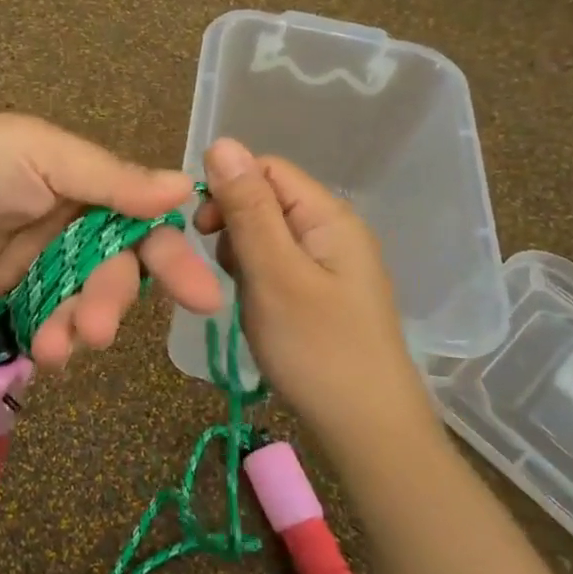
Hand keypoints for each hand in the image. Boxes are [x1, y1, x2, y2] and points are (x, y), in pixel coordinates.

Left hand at [0, 115, 222, 369]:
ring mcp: (33, 267)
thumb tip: (184, 186)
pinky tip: (39, 351)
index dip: (172, 257)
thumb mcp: (41, 157)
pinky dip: (47, 341)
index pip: (141, 223)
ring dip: (77, 329)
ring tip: (57, 346)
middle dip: (111, 302)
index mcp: (79, 185)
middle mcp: (64, 227)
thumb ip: (110, 180)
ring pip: (79, 306)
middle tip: (97, 329)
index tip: (203, 298)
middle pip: (112, 273)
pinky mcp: (2, 302)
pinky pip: (41, 327)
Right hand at [193, 138, 434, 439]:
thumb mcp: (274, 274)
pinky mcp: (323, 292)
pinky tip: (258, 309)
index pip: (265, 169)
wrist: (368, 431)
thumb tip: (221, 142)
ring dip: (242, 256)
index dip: (228, 188)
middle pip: (266, 199)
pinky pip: (278, 264)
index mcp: (328, 215)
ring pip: (267, 234)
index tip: (203, 232)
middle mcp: (333, 229)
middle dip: (233, 226)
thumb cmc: (318, 349)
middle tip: (225, 272)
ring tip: (245, 297)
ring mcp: (330, 263)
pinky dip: (257, 278)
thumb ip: (247, 208)